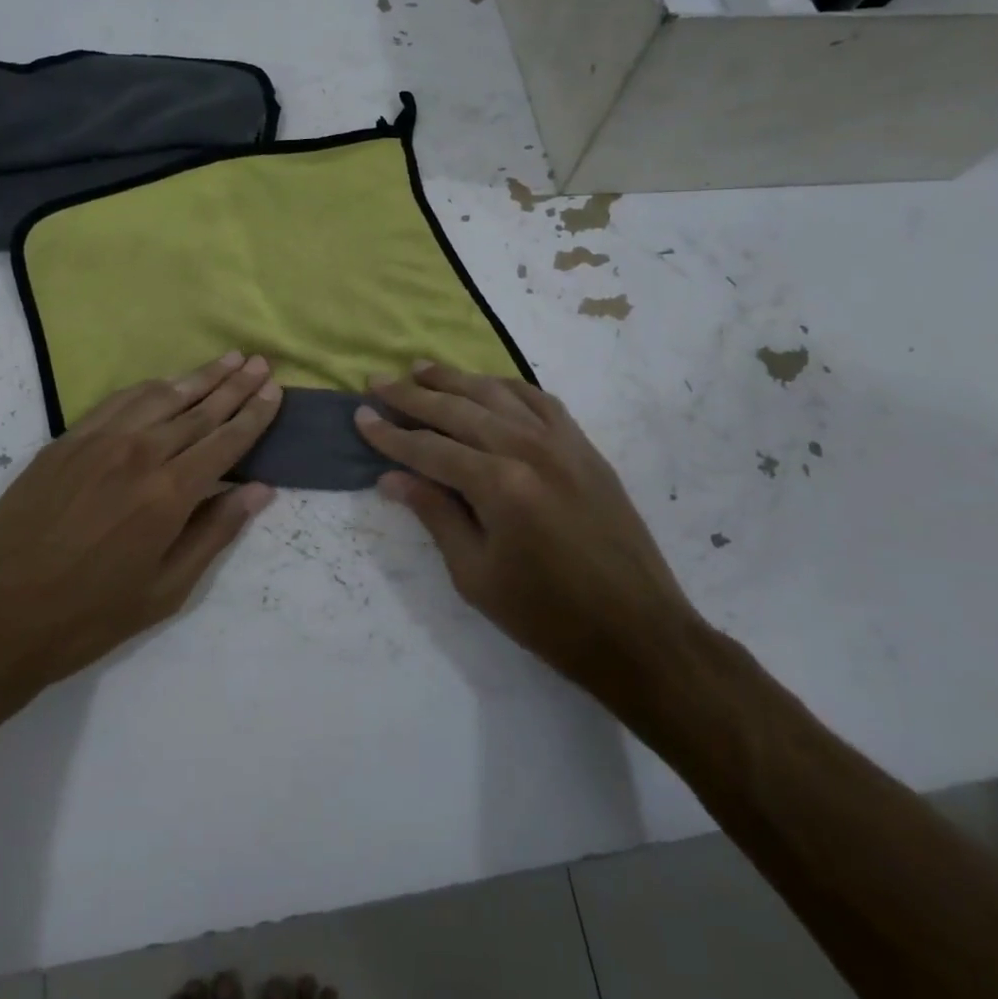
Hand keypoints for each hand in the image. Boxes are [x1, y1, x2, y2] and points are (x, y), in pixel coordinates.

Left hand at [0, 353, 281, 716]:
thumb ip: (215, 533)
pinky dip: (149, 387)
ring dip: (197, 376)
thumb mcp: (165, 591)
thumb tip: (260, 490)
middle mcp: (138, 454)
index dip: (254, 414)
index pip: (225, 440)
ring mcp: (97, 441)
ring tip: (226, 359)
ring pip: (160, 396)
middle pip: (198, 409)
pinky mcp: (65, 441)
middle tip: (259, 361)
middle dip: (234, 384)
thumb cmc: (88, 617)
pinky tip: (164, 382)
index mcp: (168, 494)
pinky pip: (118, 401)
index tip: (274, 389)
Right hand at [354, 362, 699, 711]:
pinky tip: (486, 385)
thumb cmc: (547, 616)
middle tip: (378, 380)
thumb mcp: (475, 576)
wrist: (637, 630)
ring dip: (455, 379)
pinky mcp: (584, 446)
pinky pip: (538, 400)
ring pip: (497, 394)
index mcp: (499, 484)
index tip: (359, 415)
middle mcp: (528, 448)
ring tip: (421, 368)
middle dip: (412, 394)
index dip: (389, 433)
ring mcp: (562, 442)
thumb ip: (435, 515)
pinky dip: (506, 386)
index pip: (429, 448)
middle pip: (458, 410)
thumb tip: (391, 478)